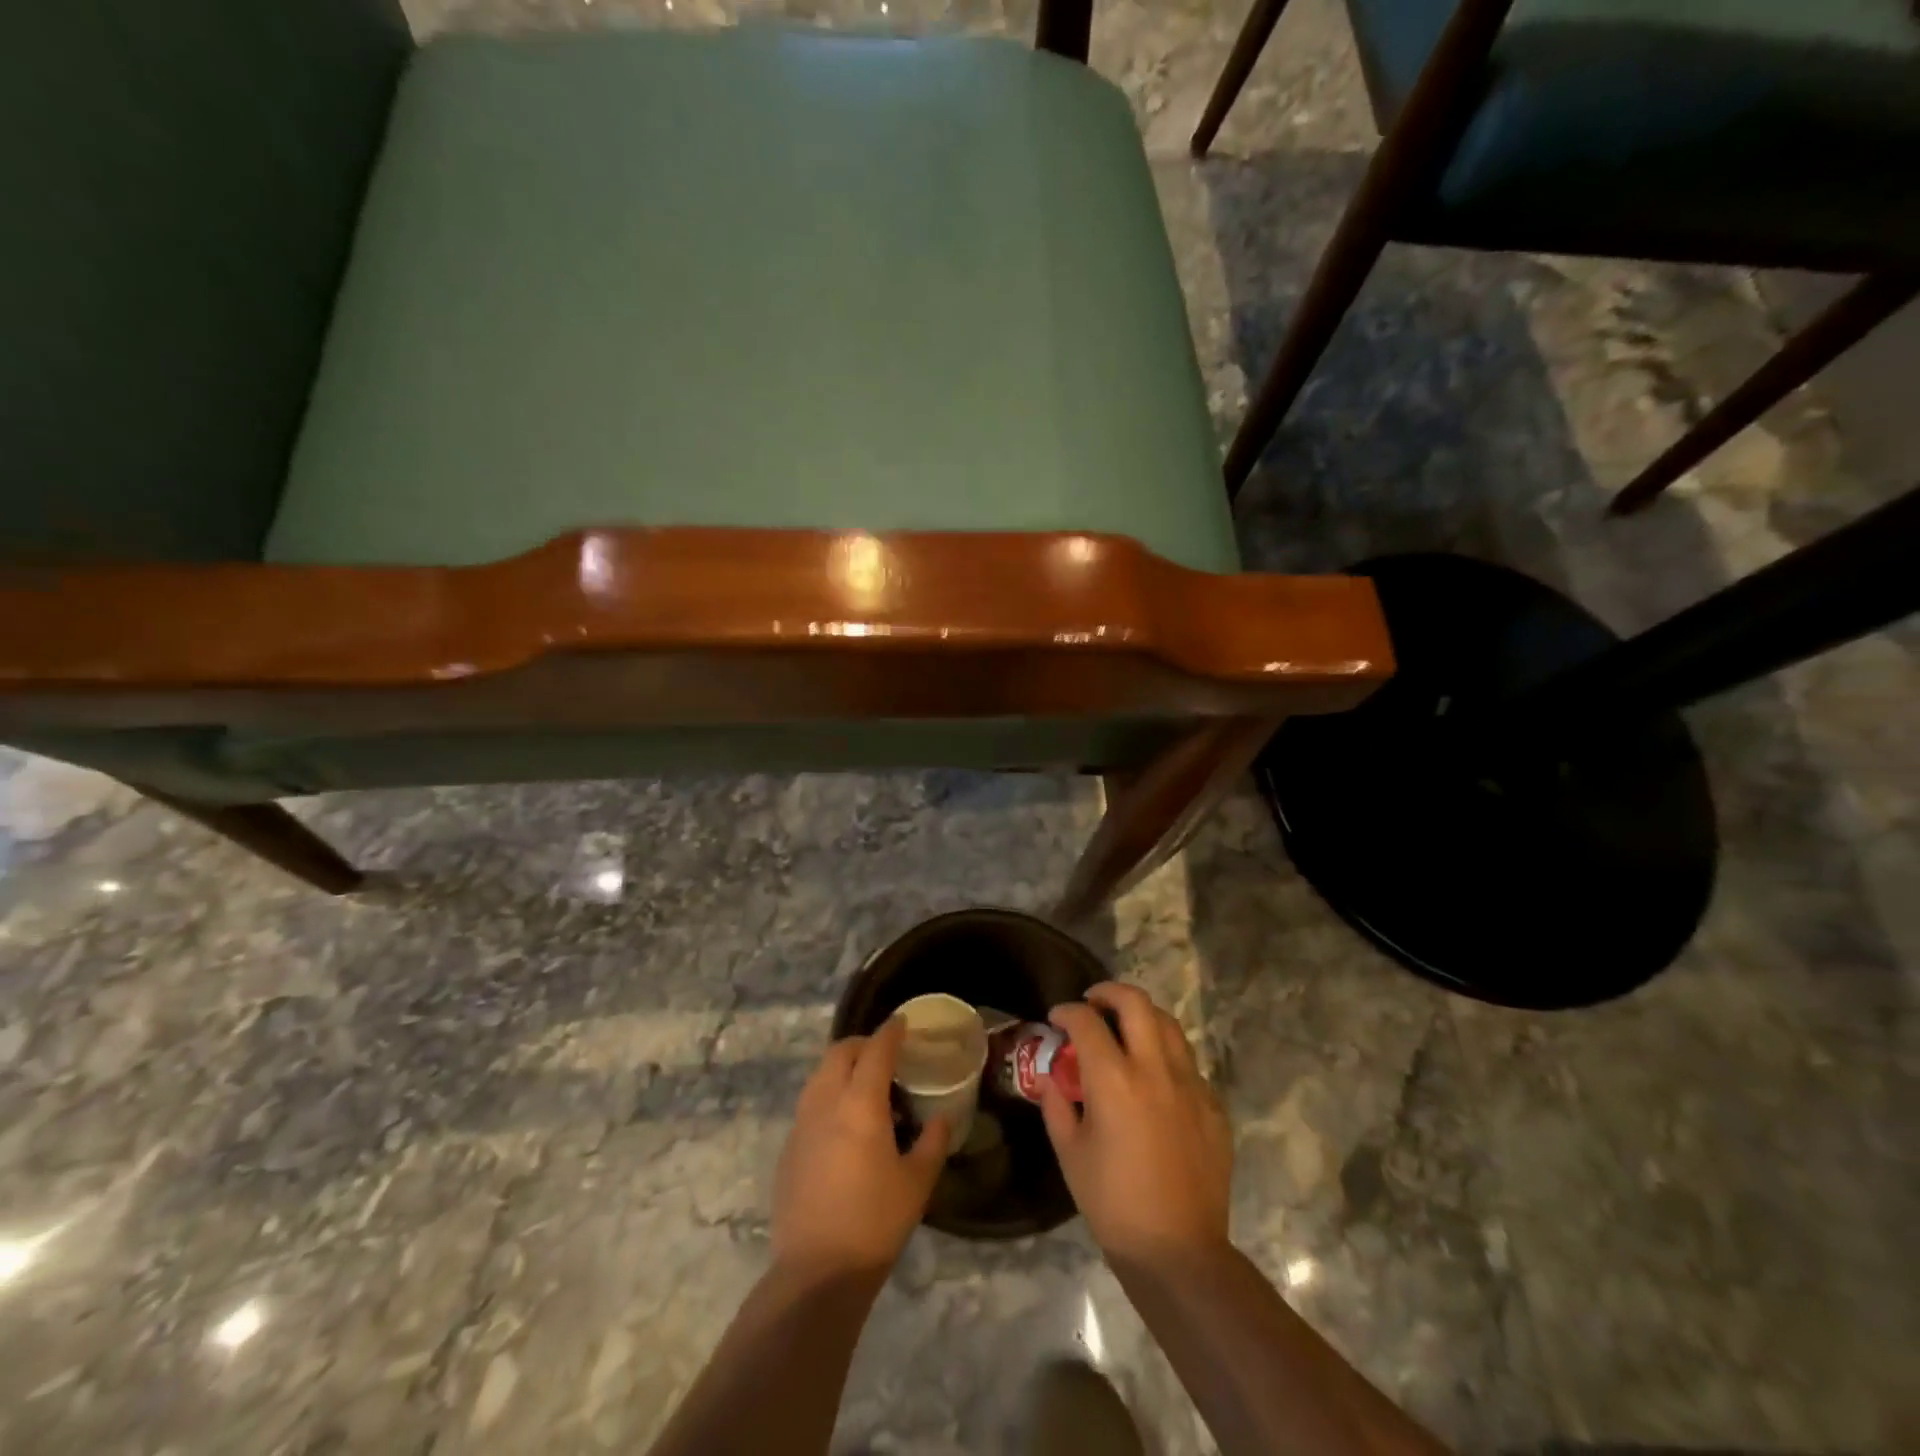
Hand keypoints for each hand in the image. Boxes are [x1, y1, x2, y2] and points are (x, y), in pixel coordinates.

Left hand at [772, 1018, 950, 1280]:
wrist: (816, 1272)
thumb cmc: (875, 1222)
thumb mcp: (917, 1183)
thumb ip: (933, 1142)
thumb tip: (942, 1117)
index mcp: (860, 1104)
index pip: (876, 1050)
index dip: (890, 1031)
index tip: (903, 1022)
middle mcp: (826, 1102)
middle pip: (840, 1052)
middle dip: (863, 1043)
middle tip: (886, 1053)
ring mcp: (802, 1124)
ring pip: (820, 1074)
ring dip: (842, 1066)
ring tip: (866, 1085)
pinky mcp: (789, 1147)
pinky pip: (810, 1101)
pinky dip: (829, 1093)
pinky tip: (844, 1121)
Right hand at [1041, 983, 1232, 1267]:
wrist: (1179, 1251)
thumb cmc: (1113, 1203)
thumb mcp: (1070, 1153)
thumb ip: (1057, 1106)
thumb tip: (1053, 1079)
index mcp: (1114, 1079)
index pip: (1087, 1021)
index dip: (1067, 1012)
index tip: (1057, 1018)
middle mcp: (1154, 1069)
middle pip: (1135, 1003)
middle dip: (1109, 992)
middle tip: (1093, 1003)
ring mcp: (1190, 1084)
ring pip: (1168, 1024)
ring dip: (1142, 1017)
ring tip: (1125, 1029)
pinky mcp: (1213, 1105)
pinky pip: (1188, 1063)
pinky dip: (1166, 1055)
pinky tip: (1155, 1078)